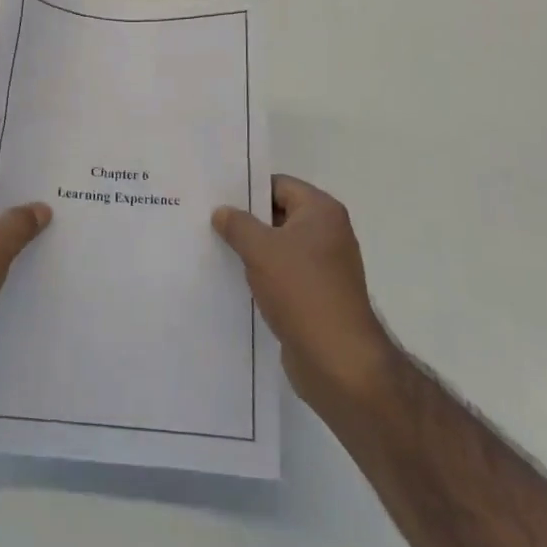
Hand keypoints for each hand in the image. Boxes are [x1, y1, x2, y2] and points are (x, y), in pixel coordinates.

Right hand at [213, 175, 394, 418]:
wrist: (338, 361)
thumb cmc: (302, 291)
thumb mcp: (261, 250)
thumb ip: (238, 224)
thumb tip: (222, 211)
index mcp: (321, 211)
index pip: (278, 185)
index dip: (246, 189)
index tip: (215, 196)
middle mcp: (328, 233)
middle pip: (278, 215)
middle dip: (246, 220)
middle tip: (207, 221)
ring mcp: (324, 267)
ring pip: (279, 247)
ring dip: (252, 250)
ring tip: (214, 249)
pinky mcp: (317, 296)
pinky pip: (283, 274)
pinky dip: (262, 275)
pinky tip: (234, 280)